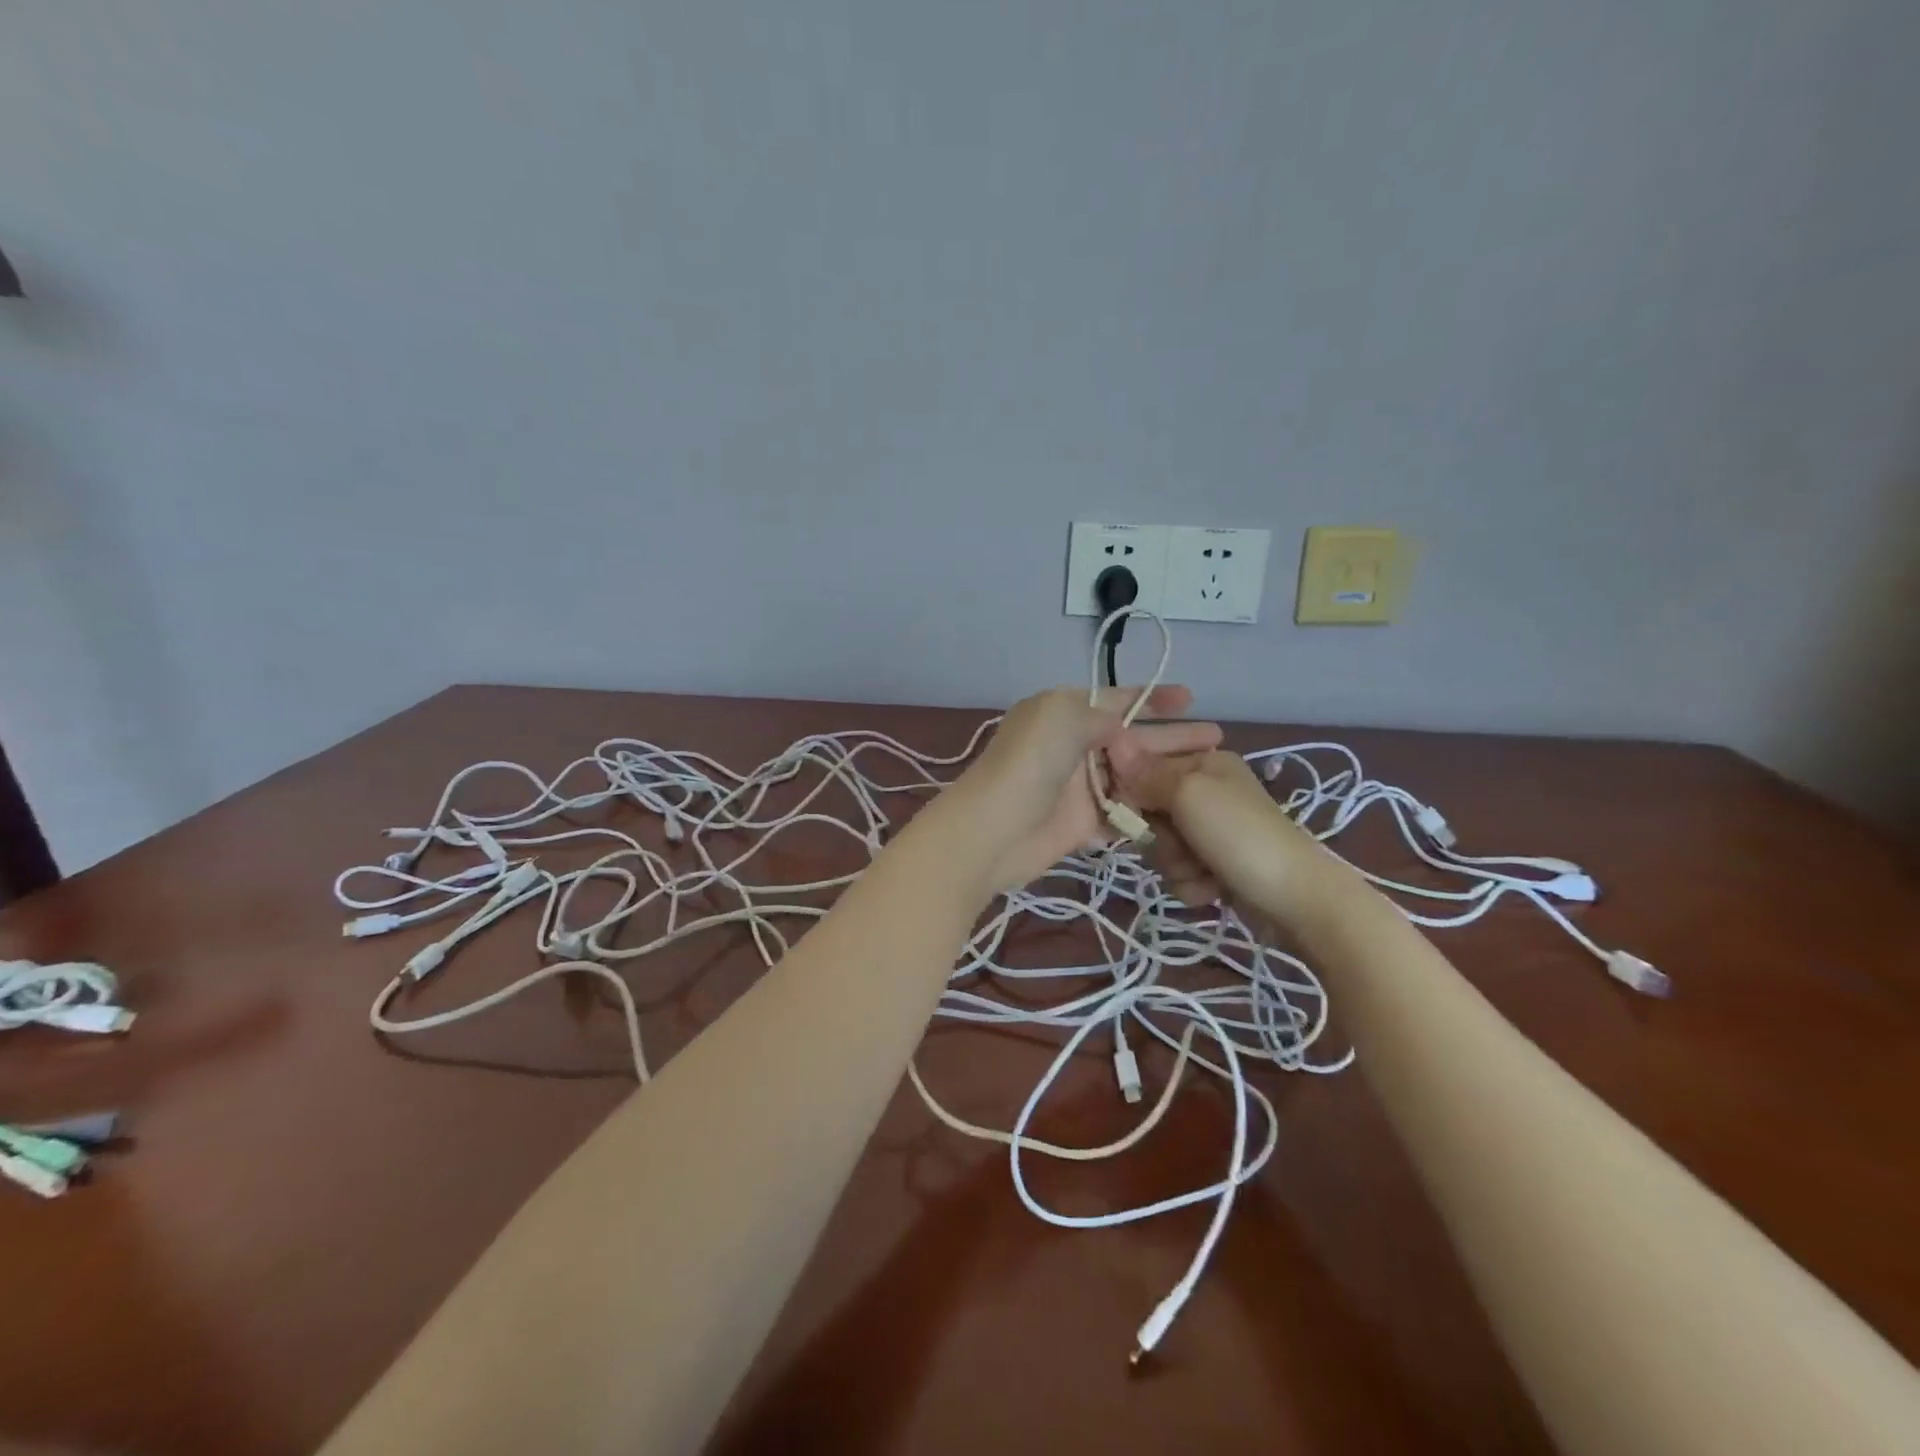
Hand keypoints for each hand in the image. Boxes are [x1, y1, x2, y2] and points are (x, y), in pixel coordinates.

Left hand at [952, 686, 1221, 892]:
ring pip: (1133, 777)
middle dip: (1174, 737)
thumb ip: (1098, 714)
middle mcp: (1074, 746)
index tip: (1190, 698)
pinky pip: (1123, 813)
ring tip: (1211, 777)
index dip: (1152, 698)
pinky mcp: (1083, 824)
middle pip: (1134, 739)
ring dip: (1167, 776)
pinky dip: (1148, 812)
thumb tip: (1120, 723)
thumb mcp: (1062, 717)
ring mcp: (1080, 787)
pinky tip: (1184, 811)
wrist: (993, 830)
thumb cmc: (1028, 764)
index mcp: (1064, 713)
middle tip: (1217, 740)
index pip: (1116, 699)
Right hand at [1106, 748, 1313, 908]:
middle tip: (1181, 845)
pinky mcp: (1217, 867)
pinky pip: (1180, 873)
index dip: (1132, 791)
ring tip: (1204, 873)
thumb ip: (1147, 772)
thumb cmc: (1240, 836)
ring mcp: (1213, 832)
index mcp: (1205, 762)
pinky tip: (1213, 890)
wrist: (1297, 901)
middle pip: (1150, 812)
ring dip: (1176, 866)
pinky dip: (1192, 885)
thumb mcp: (1189, 795)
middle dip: (1159, 837)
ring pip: (1162, 847)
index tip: (1132, 810)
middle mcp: (1208, 792)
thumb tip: (1111, 737)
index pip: (1145, 767)